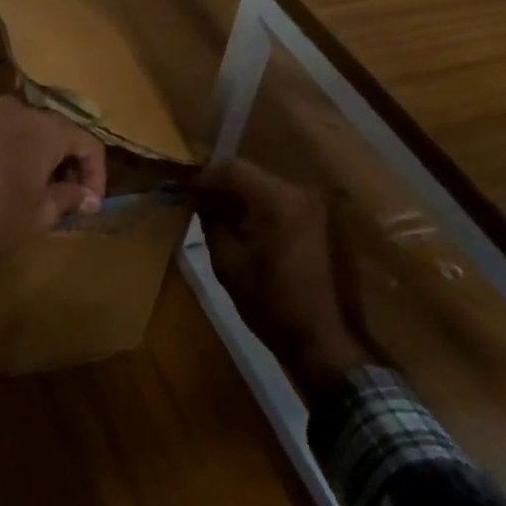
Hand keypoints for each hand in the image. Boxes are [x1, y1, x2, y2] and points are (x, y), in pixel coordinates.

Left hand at [0, 96, 105, 251]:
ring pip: (30, 132)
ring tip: (40, 192)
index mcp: (46, 128)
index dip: (96, 175)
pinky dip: (16, 154)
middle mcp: (20, 110)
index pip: (88, 143)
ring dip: (42, 159)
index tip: (91, 204)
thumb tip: (88, 197)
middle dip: (69, 166)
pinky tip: (11, 182)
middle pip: (59, 133)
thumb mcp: (40, 213)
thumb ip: (70, 199)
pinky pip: (4, 135)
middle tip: (69, 199)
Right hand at [196, 159, 371, 400]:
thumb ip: (211, 221)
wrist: (320, 337)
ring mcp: (312, 205)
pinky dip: (258, 208)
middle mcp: (298, 192)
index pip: (231, 169)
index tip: (185, 194)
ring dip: (240, 198)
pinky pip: (279, 201)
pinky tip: (245, 229)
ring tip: (219, 219)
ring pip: (264, 186)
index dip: (204, 178)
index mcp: (276, 200)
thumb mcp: (227, 262)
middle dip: (221, 187)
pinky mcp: (318, 219)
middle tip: (198, 207)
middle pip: (249, 174)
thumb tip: (200, 200)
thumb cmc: (269, 302)